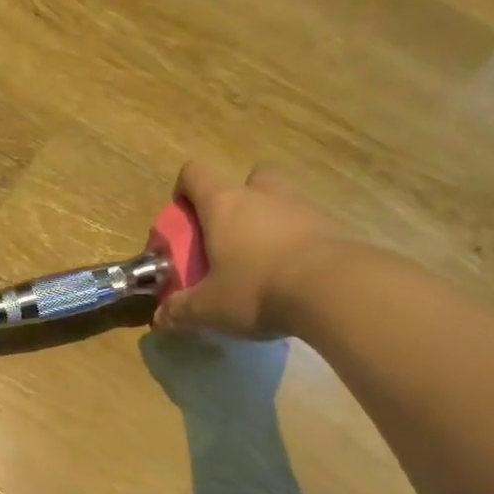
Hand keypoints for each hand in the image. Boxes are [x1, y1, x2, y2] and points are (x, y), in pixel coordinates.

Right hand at [155, 161, 344, 339]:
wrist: (334, 290)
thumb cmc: (257, 289)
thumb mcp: (209, 307)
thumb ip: (181, 310)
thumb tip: (159, 319)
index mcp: (224, 204)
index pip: (195, 174)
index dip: (184, 190)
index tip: (183, 217)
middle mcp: (262, 195)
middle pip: (248, 178)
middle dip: (238, 199)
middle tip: (229, 234)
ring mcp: (302, 207)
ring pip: (280, 199)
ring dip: (269, 220)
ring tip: (263, 259)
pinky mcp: (332, 226)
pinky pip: (307, 224)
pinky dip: (297, 241)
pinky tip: (292, 274)